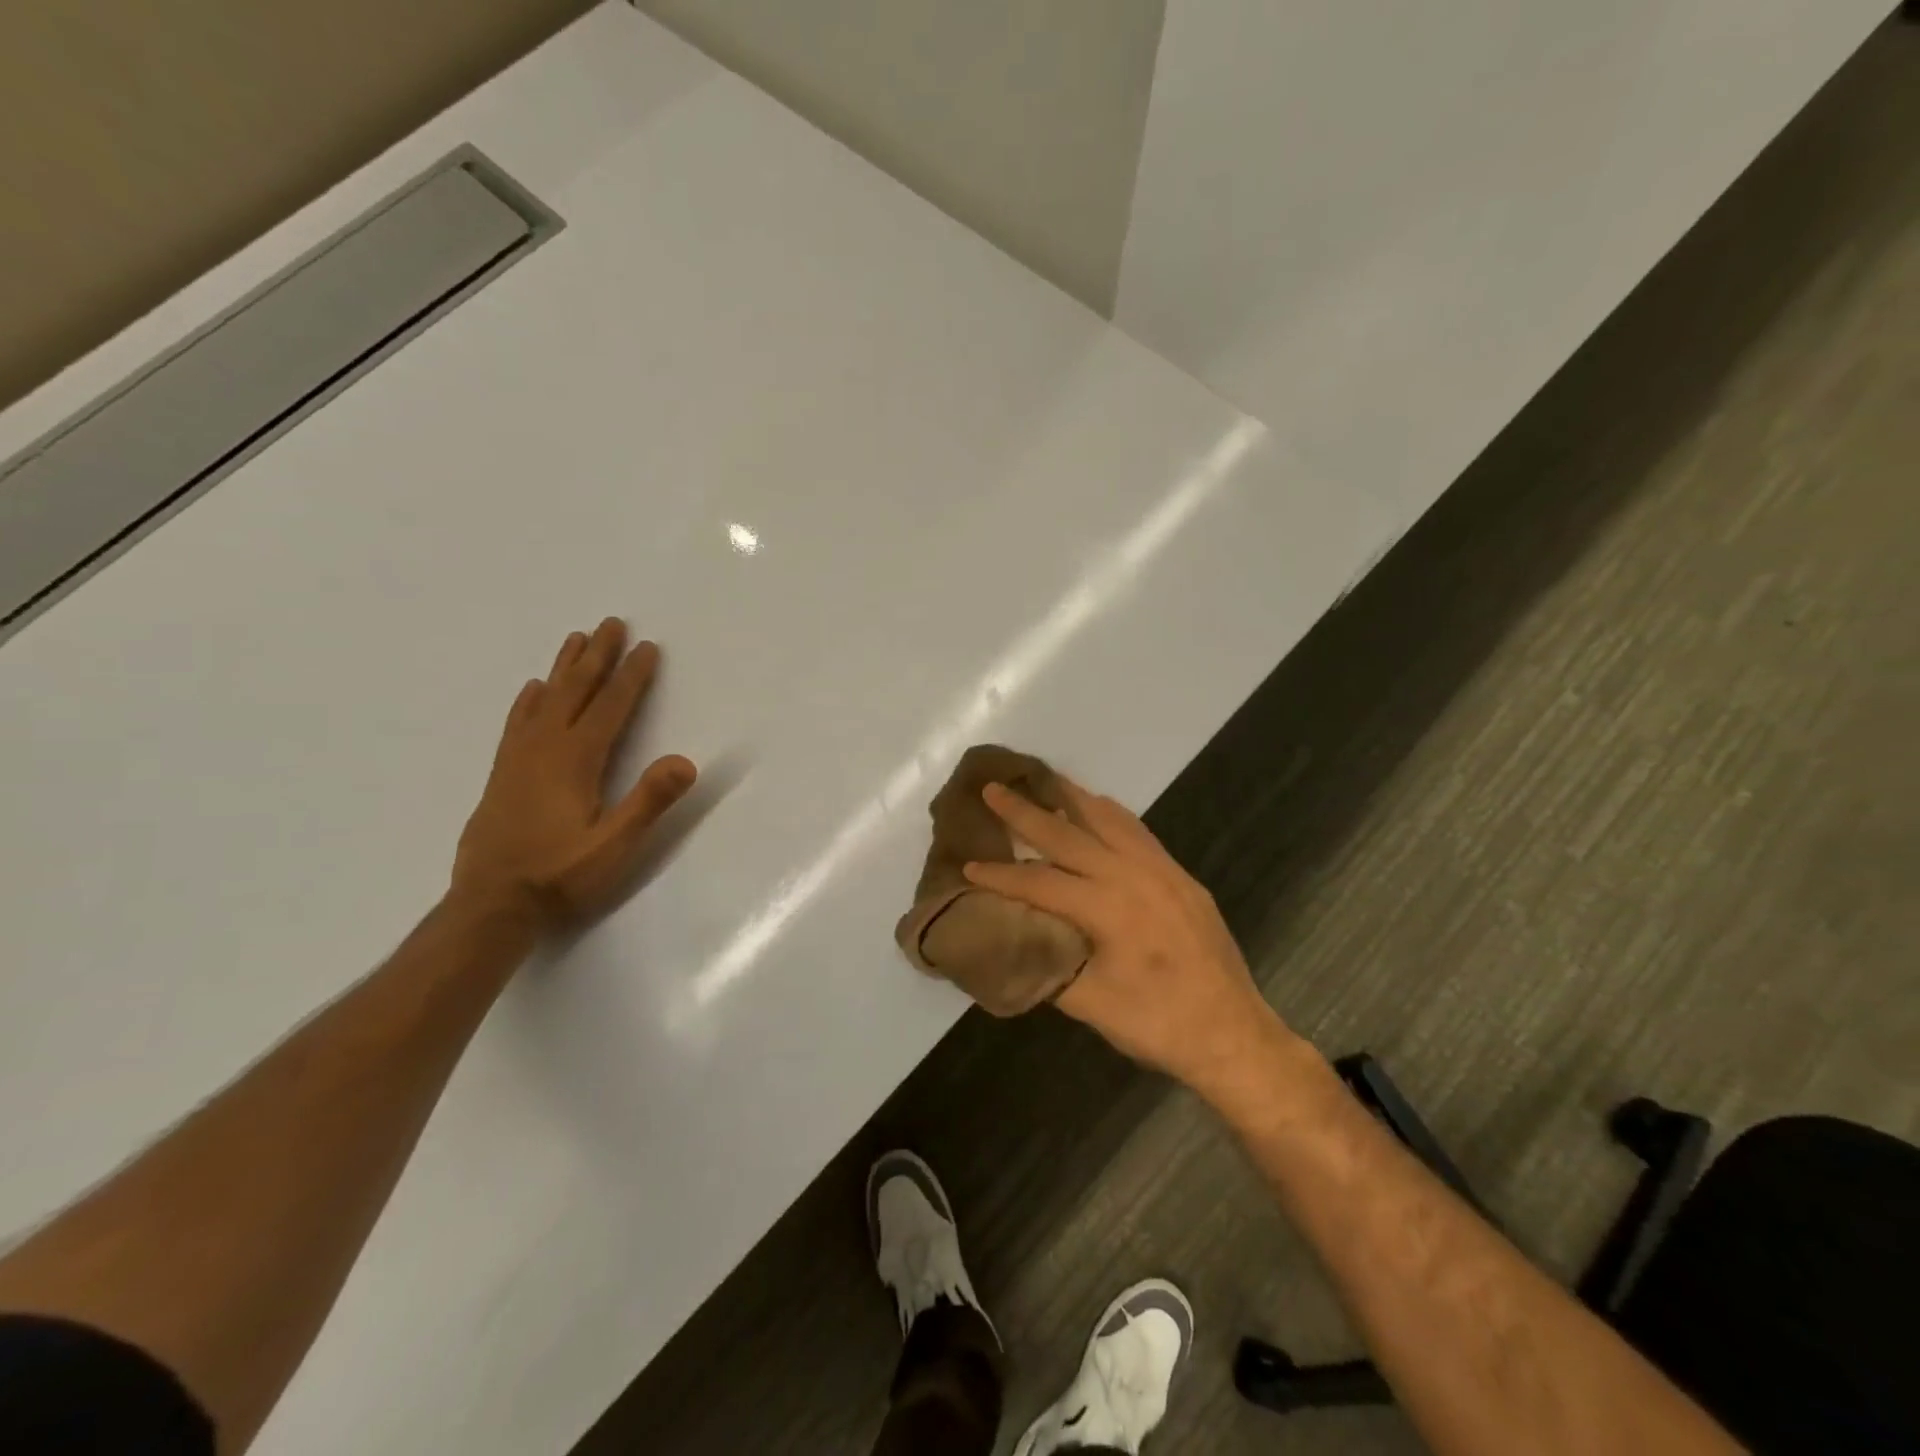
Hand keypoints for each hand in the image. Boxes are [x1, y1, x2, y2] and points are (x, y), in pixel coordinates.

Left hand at [452, 619, 695, 927]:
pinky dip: (529, 700)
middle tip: (611, 623)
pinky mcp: (503, 775)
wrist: (491, 906)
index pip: (610, 708)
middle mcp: (544, 750)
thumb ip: (648, 802)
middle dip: (597, 657)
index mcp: (575, 761)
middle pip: (575, 692)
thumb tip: (685, 761)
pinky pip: (517, 723)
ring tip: (576, 639)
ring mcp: (518, 760)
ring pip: (544, 700)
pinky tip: (533, 689)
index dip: (632, 677)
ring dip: (564, 668)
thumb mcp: (614, 846)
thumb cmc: (560, 877)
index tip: (648, 647)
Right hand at [963, 779, 1286, 1091]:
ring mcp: (1161, 870)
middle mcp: (1133, 874)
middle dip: (1025, 812)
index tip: (967, 866)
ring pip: (1107, 819)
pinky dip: (1109, 813)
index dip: (1001, 875)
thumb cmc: (1157, 1023)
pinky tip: (1096, 808)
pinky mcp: (1180, 876)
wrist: (1233, 1034)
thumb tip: (1009, 939)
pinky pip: (1137, 830)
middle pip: (1068, 834)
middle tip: (992, 788)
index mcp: (1107, 906)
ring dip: (1070, 798)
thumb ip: (1045, 963)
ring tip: (1042, 779)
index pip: (1040, 881)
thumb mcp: (1090, 1004)